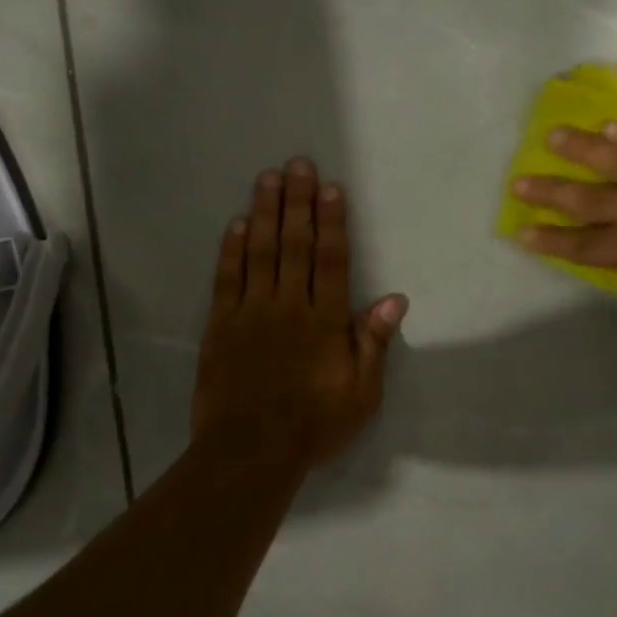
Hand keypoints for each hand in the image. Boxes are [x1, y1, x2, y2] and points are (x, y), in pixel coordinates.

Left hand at [192, 157, 407, 463]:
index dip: (332, 221)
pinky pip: (227, 279)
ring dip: (266, 213)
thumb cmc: (313, 424)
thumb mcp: (361, 393)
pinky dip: (232, 250)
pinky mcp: (221, 326)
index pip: (331, 260)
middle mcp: (289, 305)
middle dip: (298, 202)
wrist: (249, 452)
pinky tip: (238, 223)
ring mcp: (251, 312)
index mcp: (325, 320)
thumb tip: (395, 299)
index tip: (331, 188)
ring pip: (261, 252)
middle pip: (295, 245)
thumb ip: (373, 342)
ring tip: (268, 178)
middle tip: (298, 164)